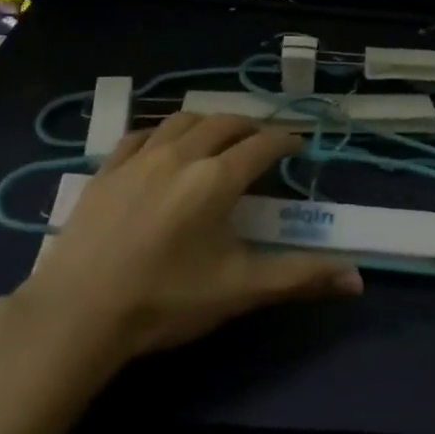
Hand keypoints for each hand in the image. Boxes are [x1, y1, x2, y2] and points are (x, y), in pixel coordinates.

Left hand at [11, 114, 363, 366]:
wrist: (77, 313)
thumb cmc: (165, 300)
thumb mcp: (239, 290)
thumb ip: (299, 277)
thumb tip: (357, 279)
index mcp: (217, 179)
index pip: (262, 145)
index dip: (285, 141)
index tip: (298, 145)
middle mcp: (182, 154)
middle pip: (224, 123)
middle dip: (250, 127)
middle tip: (262, 142)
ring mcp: (139, 158)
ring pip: (183, 120)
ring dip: (209, 122)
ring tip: (218, 137)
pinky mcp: (106, 169)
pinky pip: (140, 134)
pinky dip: (162, 132)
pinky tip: (163, 145)